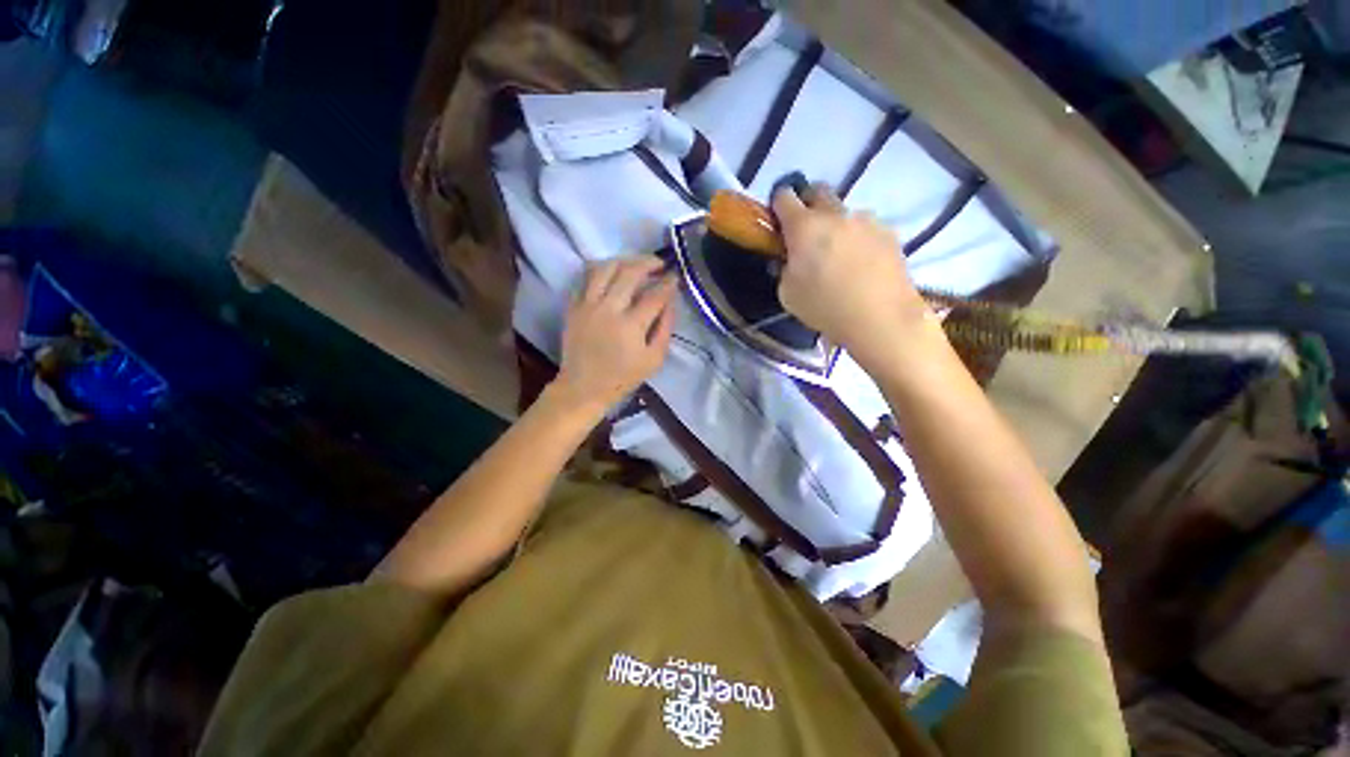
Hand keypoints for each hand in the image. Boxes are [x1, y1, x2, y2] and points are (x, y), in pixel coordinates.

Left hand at [552, 255, 677, 413]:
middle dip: (648, 262)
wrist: (583, 387)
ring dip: (624, 260)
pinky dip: (601, 269)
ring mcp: (587, 305)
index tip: (675, 276)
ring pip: (605, 267)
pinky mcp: (573, 306)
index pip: (654, 295)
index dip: (668, 283)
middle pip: (629, 272)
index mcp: (630, 326)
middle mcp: (608, 309)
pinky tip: (612, 272)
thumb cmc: (622, 377)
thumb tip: (671, 301)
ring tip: (636, 264)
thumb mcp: (654, 359)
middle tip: (659, 263)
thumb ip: (665, 328)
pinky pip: (586, 277)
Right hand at [773, 185, 926, 352]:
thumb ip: (785, 269)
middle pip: (817, 190)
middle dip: (807, 204)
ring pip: (844, 211)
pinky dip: (858, 238)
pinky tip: (862, 264)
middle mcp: (835, 214)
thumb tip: (790, 260)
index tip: (778, 222)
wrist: (880, 317)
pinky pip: (866, 227)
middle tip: (806, 233)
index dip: (777, 206)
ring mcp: (865, 220)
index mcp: (804, 227)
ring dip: (836, 224)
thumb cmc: (825, 307)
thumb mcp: (787, 294)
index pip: (784, 196)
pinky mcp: (888, 232)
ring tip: (839, 255)